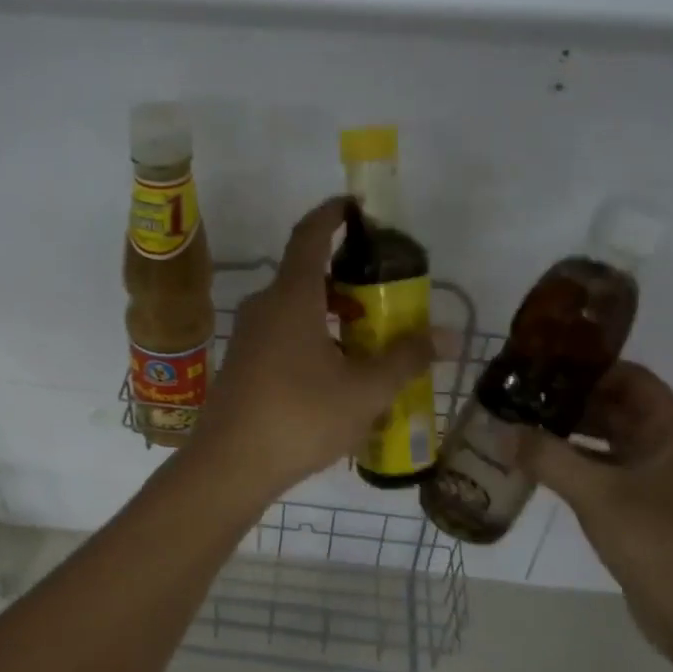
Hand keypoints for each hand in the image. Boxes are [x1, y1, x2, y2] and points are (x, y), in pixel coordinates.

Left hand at [190, 197, 433, 496]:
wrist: (229, 465)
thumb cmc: (300, 417)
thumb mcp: (364, 391)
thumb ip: (405, 359)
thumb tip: (444, 336)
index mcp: (291, 297)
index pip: (310, 235)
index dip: (333, 213)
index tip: (357, 206)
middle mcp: (264, 306)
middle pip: (307, 274)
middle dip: (347, 279)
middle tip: (385, 295)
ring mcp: (248, 335)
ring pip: (296, 308)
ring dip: (332, 314)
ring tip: (369, 341)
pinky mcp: (242, 363)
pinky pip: (283, 334)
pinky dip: (313, 337)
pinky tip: (336, 375)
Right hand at [520, 362, 672, 663]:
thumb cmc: (660, 541)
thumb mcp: (597, 493)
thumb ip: (547, 457)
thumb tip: (501, 431)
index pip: (629, 377)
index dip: (585, 368)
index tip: (538, 365)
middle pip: (617, 407)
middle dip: (569, 401)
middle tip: (519, 395)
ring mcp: (662, 478)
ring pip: (609, 441)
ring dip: (569, 434)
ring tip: (520, 425)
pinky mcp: (648, 507)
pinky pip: (607, 470)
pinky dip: (576, 464)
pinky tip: (538, 466)